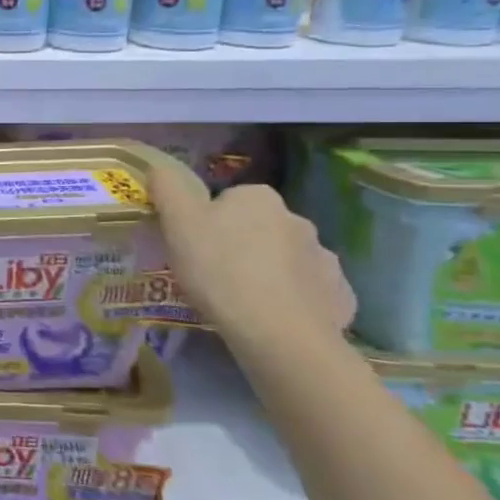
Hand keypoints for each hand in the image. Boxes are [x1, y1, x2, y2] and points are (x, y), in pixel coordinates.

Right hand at [148, 158, 355, 351]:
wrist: (277, 331)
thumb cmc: (219, 268)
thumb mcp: (177, 222)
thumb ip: (167, 188)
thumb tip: (160, 167)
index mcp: (258, 197)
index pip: (227, 201)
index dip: (206, 223)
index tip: (194, 248)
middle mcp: (297, 219)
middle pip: (258, 228)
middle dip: (241, 245)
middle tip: (214, 276)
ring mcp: (324, 258)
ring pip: (286, 259)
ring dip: (269, 272)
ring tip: (244, 302)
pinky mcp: (339, 295)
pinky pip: (309, 291)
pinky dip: (293, 299)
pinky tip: (274, 318)